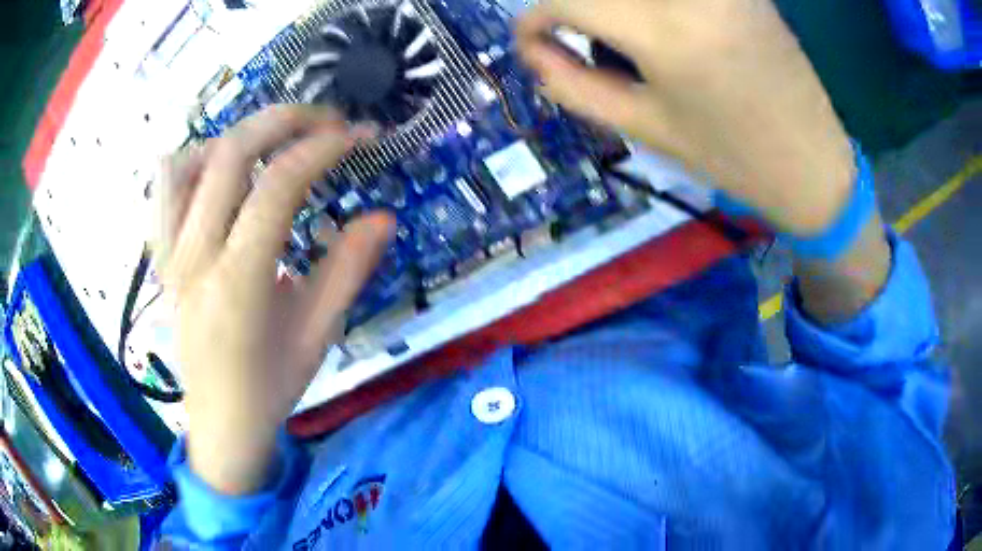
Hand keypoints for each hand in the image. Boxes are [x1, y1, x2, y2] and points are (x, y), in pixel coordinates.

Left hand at [154, 106, 393, 494]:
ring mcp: (170, 253)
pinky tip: (221, 172)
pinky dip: (194, 161)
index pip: (278, 185)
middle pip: (230, 153)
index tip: (360, 136)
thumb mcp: (319, 335)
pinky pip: (165, 190)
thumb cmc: (270, 387)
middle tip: (325, 120)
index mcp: (238, 282)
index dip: (324, 147)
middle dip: (285, 120)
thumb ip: (349, 270)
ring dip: (236, 137)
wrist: (219, 423)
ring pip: (188, 160)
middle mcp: (195, 256)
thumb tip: (383, 216)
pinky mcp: (161, 256)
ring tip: (272, 145)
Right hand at [516, 0, 854, 235]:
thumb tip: (535, 50)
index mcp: (667, 33)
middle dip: (568, 4)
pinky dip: (647, 8)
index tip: (530, 41)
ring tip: (612, 34)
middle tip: (570, 33)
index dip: (533, 18)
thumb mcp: (645, 129)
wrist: (813, 164)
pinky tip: (654, 28)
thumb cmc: (732, 157)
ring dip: (611, 7)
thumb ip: (573, 85)